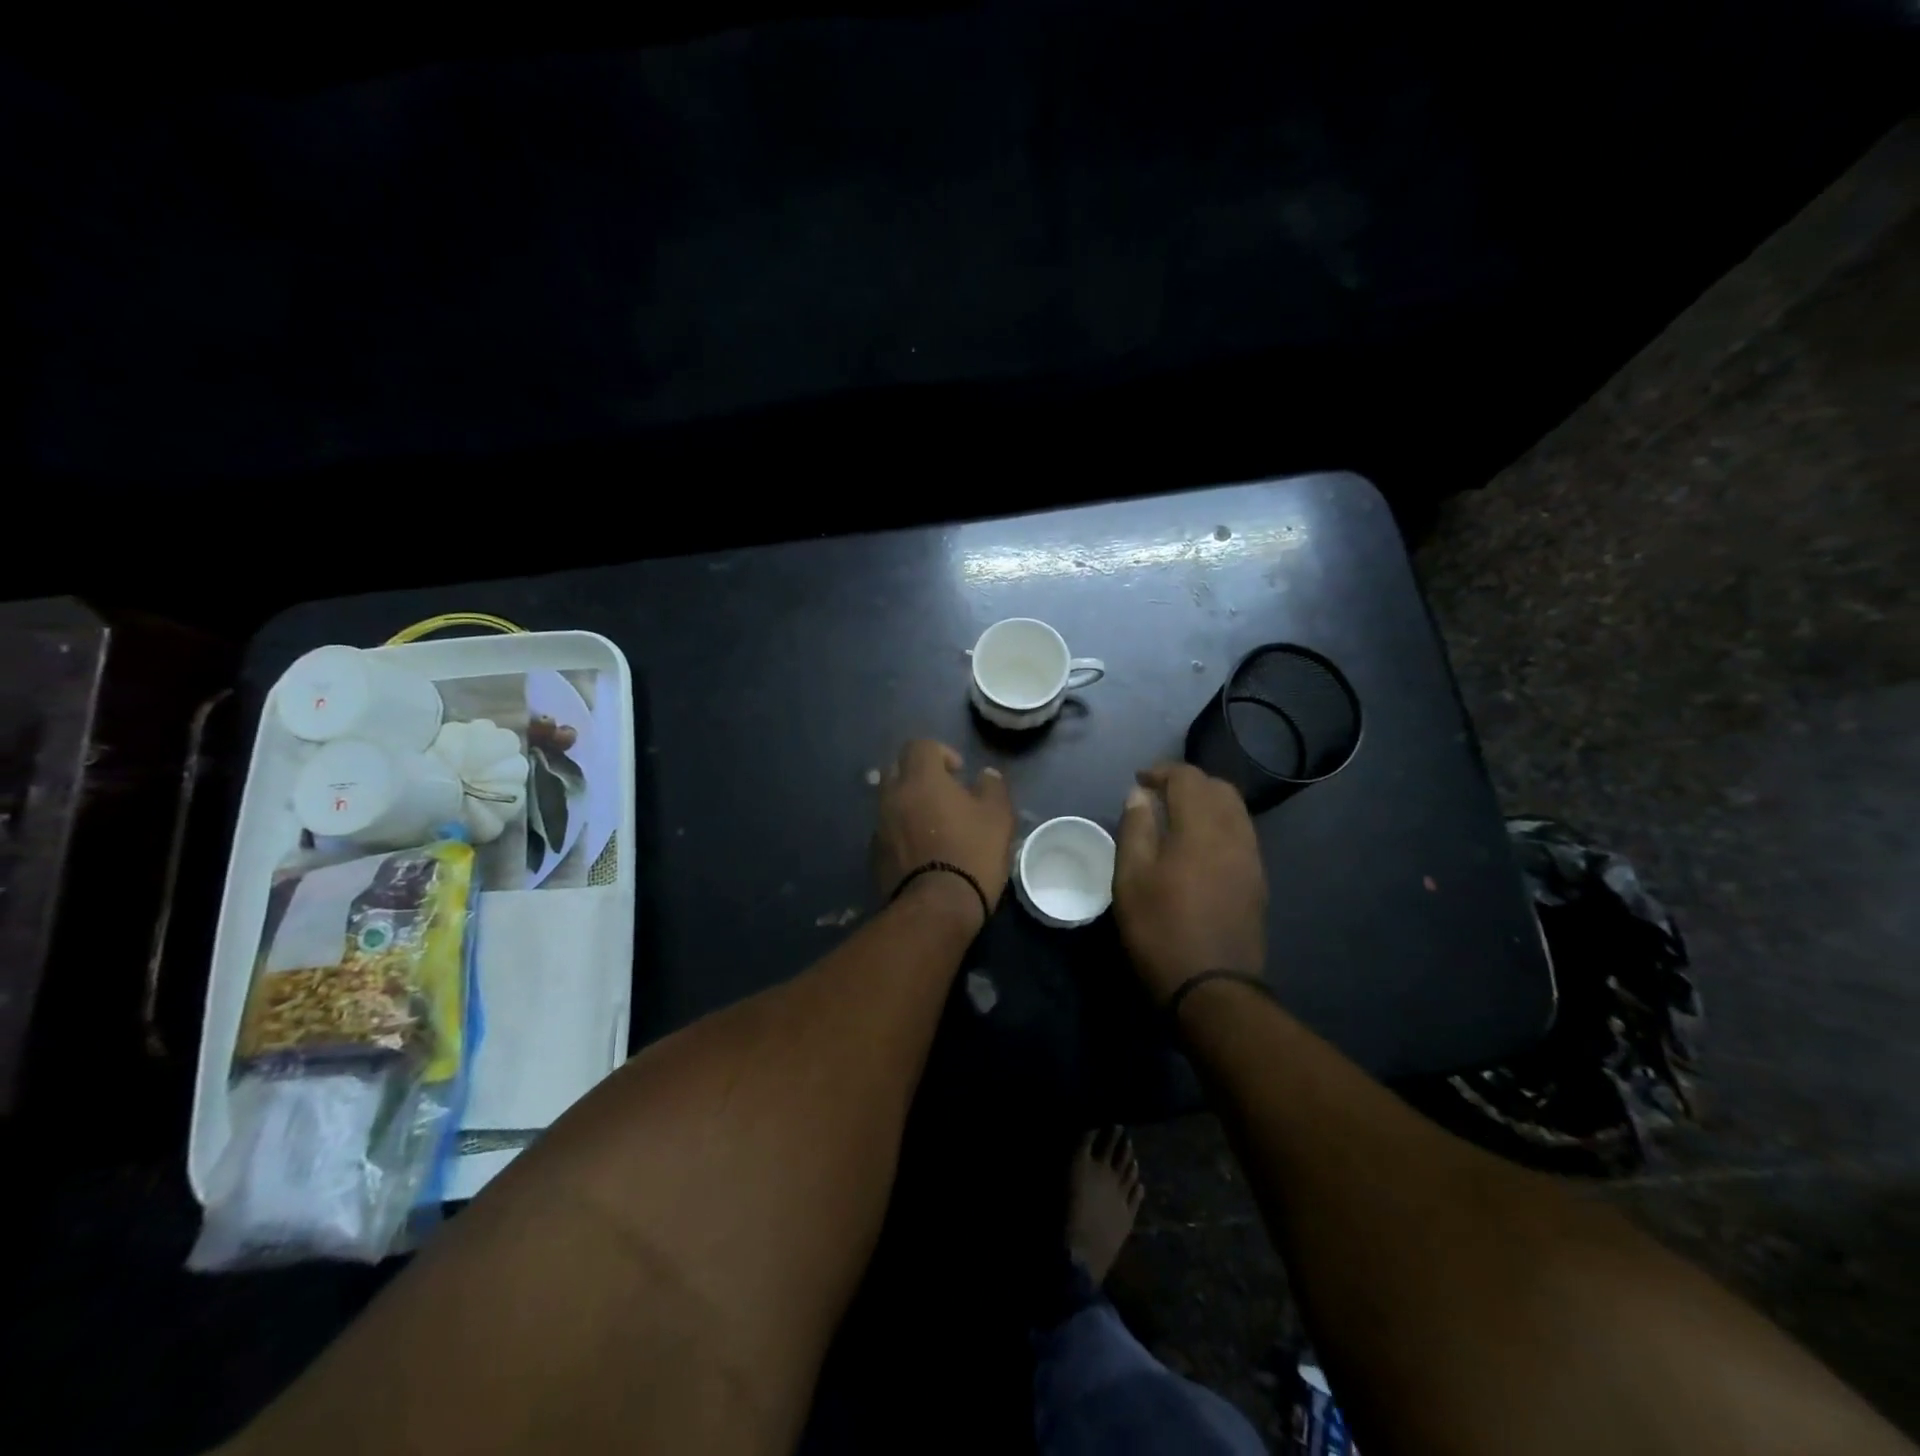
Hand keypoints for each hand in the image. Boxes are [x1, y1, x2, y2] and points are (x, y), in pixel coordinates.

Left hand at [872, 739, 1015, 929]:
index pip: (919, 746)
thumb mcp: (998, 817)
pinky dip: (901, 833)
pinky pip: (887, 831)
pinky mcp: (874, 855)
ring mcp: (879, 826)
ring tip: (935, 827)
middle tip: (944, 795)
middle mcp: (892, 796)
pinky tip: (922, 852)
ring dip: (909, 806)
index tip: (959, 773)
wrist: (936, 908)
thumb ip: (992, 787)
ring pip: (890, 802)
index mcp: (920, 779)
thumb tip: (985, 775)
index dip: (940, 752)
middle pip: (897, 770)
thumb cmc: (972, 853)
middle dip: (918, 776)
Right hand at [1114, 763, 1266, 1002]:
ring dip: (1207, 802)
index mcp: (1201, 828)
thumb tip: (1139, 794)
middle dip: (1189, 783)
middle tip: (1159, 795)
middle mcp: (1234, 834)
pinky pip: (1241, 834)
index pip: (1188, 778)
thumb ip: (1135, 828)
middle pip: (1219, 788)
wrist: (1212, 988)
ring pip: (1235, 811)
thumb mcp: (1130, 878)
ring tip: (1177, 817)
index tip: (1139, 781)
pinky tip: (1198, 846)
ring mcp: (1251, 859)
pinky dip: (1219, 824)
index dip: (1163, 771)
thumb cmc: (1160, 929)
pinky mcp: (1257, 881)